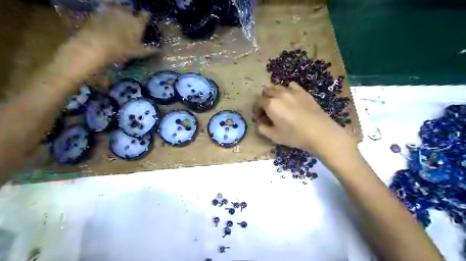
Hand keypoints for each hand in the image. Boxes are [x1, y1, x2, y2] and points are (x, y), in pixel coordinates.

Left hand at [56, 4, 155, 69]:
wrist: (96, 45)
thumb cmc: (122, 50)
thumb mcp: (138, 53)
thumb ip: (150, 50)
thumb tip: (160, 50)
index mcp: (137, 23)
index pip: (145, 15)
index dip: (145, 17)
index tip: (145, 20)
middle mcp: (126, 14)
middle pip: (130, 10)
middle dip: (131, 14)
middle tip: (130, 22)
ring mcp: (111, 10)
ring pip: (118, 7)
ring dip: (119, 11)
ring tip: (118, 19)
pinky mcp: (98, 10)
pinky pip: (105, 7)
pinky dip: (107, 11)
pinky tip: (106, 18)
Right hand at [254, 82, 355, 157]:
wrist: (320, 132)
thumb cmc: (295, 135)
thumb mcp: (275, 136)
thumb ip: (263, 129)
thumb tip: (259, 123)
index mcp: (270, 104)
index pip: (257, 101)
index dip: (256, 109)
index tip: (260, 117)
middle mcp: (279, 94)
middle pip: (266, 91)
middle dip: (264, 99)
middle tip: (267, 110)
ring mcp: (292, 91)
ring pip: (277, 86)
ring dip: (274, 93)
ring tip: (278, 103)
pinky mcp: (303, 92)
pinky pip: (291, 85)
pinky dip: (287, 89)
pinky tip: (290, 98)